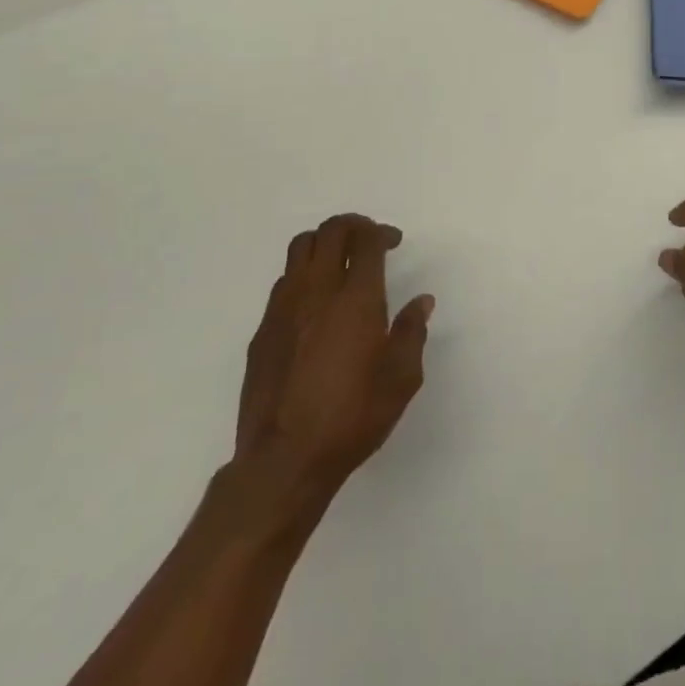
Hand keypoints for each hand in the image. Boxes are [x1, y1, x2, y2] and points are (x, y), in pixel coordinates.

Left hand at [231, 214, 432, 512]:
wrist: (284, 460)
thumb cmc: (352, 417)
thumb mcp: (401, 379)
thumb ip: (412, 332)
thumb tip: (421, 301)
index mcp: (356, 297)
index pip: (365, 240)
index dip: (381, 232)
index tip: (393, 242)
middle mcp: (317, 290)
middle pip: (330, 231)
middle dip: (353, 226)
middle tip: (368, 240)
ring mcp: (284, 307)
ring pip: (300, 248)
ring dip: (324, 243)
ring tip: (339, 263)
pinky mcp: (263, 329)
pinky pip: (283, 282)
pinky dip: (303, 275)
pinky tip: (315, 304)